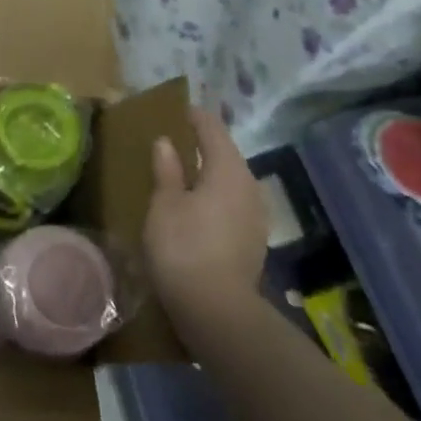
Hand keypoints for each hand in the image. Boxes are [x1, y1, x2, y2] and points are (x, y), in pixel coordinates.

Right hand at [144, 105, 267, 333]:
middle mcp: (249, 186)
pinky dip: (215, 196)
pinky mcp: (253, 240)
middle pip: (226, 154)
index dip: (195, 117)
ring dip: (209, 172)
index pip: (213, 129)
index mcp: (228, 170)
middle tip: (175, 140)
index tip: (178, 109)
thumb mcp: (164, 204)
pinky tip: (197, 207)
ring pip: (231, 180)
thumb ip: (167, 170)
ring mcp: (256, 215)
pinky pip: (233, 203)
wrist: (217, 311)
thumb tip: (166, 142)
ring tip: (182, 173)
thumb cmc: (183, 247)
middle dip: (202, 145)